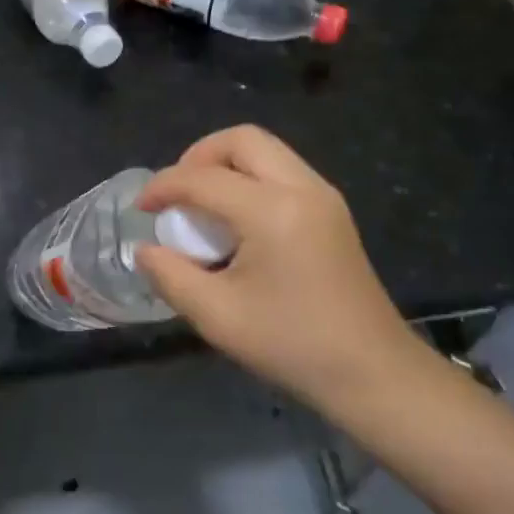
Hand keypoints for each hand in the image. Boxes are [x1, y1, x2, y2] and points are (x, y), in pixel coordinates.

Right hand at [135, 126, 426, 411]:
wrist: (373, 373)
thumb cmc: (292, 345)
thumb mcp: (217, 316)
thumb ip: (171, 276)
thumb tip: (146, 250)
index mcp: (272, 211)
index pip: (203, 178)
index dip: (163, 187)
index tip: (140, 209)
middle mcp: (302, 188)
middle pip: (241, 139)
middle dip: (198, 157)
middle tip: (176, 194)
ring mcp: (323, 196)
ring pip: (265, 150)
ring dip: (225, 165)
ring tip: (201, 206)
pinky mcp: (332, 211)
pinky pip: (281, 171)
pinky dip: (249, 179)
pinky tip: (235, 221)